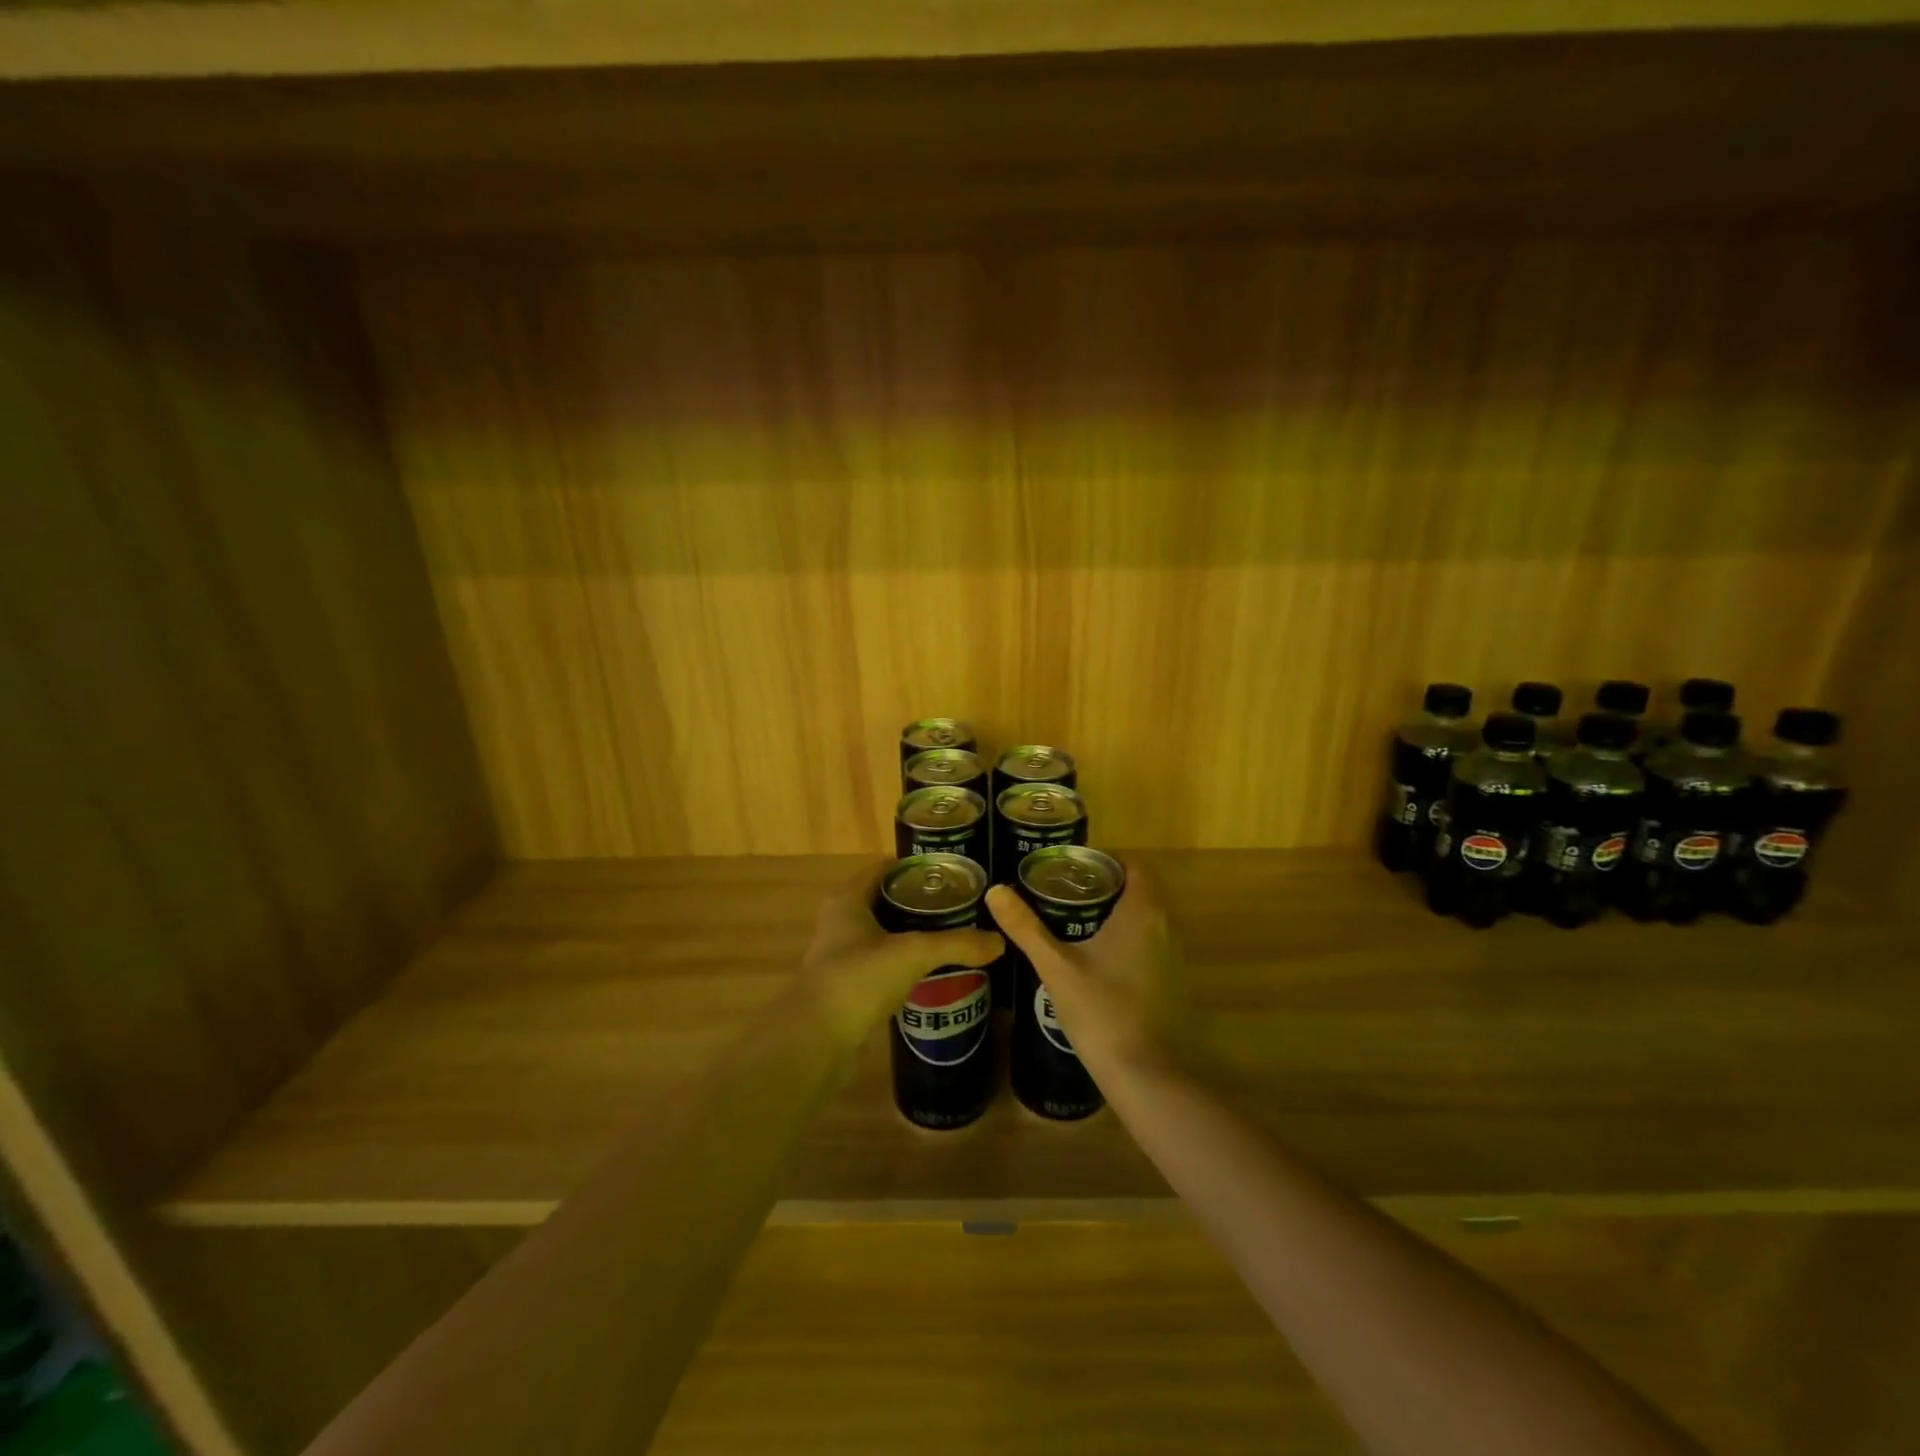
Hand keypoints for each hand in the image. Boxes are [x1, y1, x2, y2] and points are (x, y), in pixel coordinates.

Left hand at [797, 863, 1003, 1044]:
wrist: (816, 1041)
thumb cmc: (859, 979)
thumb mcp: (913, 953)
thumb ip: (957, 944)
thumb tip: (999, 942)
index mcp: (849, 899)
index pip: (886, 869)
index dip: (918, 867)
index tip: (953, 874)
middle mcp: (841, 921)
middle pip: (887, 900)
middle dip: (922, 903)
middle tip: (961, 907)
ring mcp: (843, 955)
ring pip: (885, 934)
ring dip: (914, 934)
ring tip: (954, 937)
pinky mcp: (849, 986)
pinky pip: (884, 964)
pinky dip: (906, 963)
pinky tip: (933, 972)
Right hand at [985, 859, 1178, 1072]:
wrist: (1148, 1076)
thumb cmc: (1102, 1011)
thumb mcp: (1056, 966)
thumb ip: (1026, 927)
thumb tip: (995, 891)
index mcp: (1142, 913)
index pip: (1134, 866)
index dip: (1106, 859)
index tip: (1073, 865)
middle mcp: (1165, 927)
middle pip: (1139, 891)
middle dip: (1104, 886)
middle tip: (1063, 890)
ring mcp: (1173, 958)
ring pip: (1144, 920)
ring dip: (1115, 915)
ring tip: (1071, 921)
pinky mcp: (1172, 985)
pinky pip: (1149, 946)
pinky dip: (1124, 941)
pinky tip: (1093, 960)